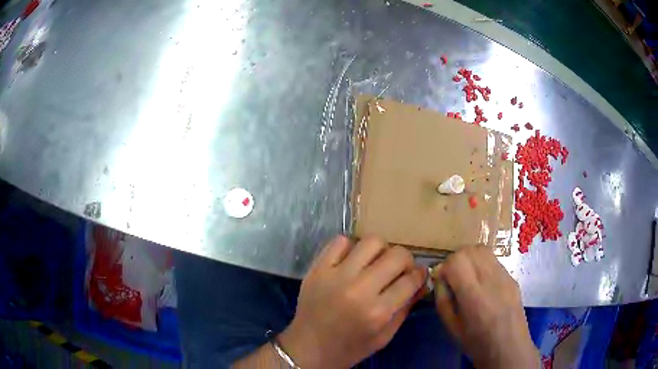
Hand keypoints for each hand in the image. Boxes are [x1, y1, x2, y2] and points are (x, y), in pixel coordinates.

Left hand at [278, 236, 426, 368]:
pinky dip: (351, 247)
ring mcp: (336, 275)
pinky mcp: (318, 268)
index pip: (411, 279)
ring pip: (372, 241)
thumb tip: (422, 282)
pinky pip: (340, 241)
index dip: (420, 275)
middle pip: (397, 255)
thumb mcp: (384, 336)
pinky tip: (352, 261)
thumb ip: (406, 308)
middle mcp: (359, 289)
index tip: (419, 275)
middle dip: (406, 261)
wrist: (308, 347)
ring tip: (375, 264)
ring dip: (381, 251)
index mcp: (378, 312)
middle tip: (399, 270)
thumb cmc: (350, 348)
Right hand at [434, 245, 538, 368]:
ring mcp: (505, 276)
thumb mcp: (451, 327)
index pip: (457, 260)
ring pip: (483, 250)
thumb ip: (443, 300)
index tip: (443, 280)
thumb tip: (440, 279)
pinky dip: (482, 264)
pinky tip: (482, 283)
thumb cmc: (476, 343)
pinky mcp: (512, 277)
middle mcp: (491, 280)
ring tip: (467, 277)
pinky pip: (493, 261)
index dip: (446, 267)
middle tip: (454, 277)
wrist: (509, 348)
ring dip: (470, 259)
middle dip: (457, 259)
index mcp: (474, 296)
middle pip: (470, 250)